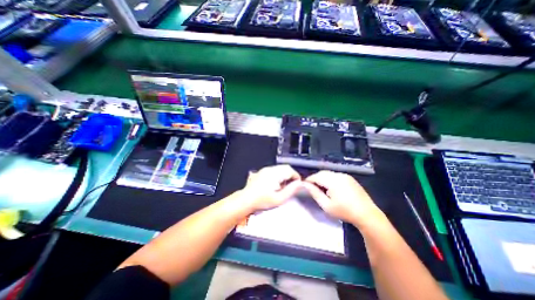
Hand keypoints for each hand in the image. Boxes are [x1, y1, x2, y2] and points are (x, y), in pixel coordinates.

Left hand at [240, 165, 302, 211]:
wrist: (246, 200)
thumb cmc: (261, 201)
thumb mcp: (279, 199)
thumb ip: (291, 190)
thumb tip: (299, 184)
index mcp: (275, 174)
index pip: (290, 170)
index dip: (296, 177)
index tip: (297, 184)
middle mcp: (270, 169)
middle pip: (286, 167)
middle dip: (291, 175)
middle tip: (291, 186)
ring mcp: (265, 169)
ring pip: (280, 168)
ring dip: (284, 175)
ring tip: (282, 186)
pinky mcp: (262, 171)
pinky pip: (274, 170)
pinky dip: (278, 174)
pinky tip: (275, 184)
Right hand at [305, 171, 383, 226]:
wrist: (367, 214)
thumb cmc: (345, 211)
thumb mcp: (326, 205)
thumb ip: (315, 193)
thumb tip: (305, 185)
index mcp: (333, 181)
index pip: (316, 176)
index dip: (309, 180)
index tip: (304, 186)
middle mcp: (339, 175)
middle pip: (322, 173)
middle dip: (315, 178)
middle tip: (312, 188)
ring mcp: (345, 176)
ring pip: (329, 173)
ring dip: (322, 178)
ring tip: (321, 188)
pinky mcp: (350, 178)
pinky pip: (335, 175)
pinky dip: (330, 179)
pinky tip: (331, 188)